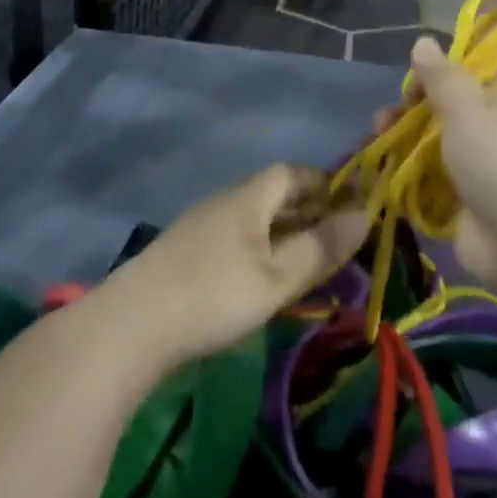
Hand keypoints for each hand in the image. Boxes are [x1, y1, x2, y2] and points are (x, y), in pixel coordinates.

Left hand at [104, 164, 368, 369]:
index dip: (324, 184)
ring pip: (253, 220)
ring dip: (283, 235)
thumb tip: (365, 215)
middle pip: (272, 195)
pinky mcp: (185, 254)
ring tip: (306, 266)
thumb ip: (320, 248)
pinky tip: (263, 283)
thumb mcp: (277, 277)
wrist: (131, 325)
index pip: (292, 172)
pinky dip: (259, 252)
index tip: (351, 207)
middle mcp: (224, 202)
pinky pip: (235, 240)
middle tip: (336, 242)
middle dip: (307, 213)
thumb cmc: (214, 294)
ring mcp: (200, 227)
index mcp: (248, 197)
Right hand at [381, 35, 496, 283]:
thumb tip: (424, 40)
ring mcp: (479, 175)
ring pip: (433, 151)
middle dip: (410, 113)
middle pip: (444, 115)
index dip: (436, 76)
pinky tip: (383, 177)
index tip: (410, 84)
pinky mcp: (464, 211)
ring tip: (377, 145)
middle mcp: (494, 135)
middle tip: (383, 119)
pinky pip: (430, 188)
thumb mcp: (468, 107)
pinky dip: (407, 182)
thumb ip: (441, 76)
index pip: (467, 79)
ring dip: (402, 146)